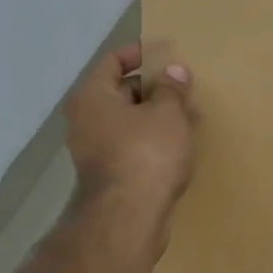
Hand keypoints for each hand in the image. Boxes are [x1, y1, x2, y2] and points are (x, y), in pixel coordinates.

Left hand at [64, 42, 195, 216]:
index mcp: (93, 96)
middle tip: (182, 86)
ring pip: (127, 121)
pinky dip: (150, 139)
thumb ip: (171, 89)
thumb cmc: (146, 154)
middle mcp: (85, 119)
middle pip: (120, 91)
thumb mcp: (167, 114)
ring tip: (187, 114)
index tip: (166, 53)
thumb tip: (174, 71)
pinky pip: (130, 145)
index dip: (140, 53)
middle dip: (152, 87)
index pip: (113, 61)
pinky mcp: (106, 175)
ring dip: (154, 116)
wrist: (128, 219)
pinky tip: (176, 144)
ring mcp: (92, 150)